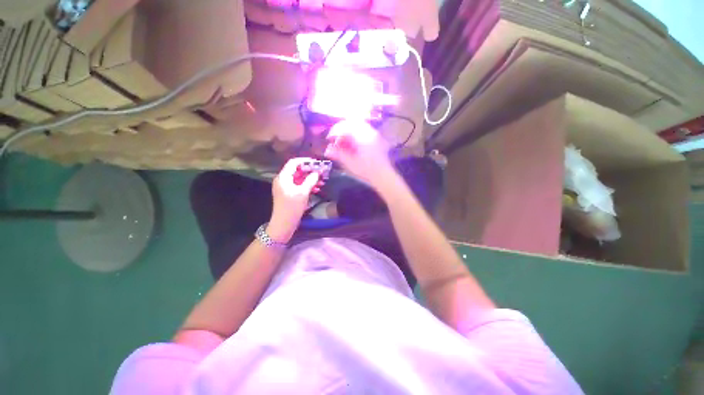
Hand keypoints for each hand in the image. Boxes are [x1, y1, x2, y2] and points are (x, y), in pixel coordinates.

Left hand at [268, 157, 323, 241]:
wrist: (283, 224)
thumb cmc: (292, 207)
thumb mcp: (303, 192)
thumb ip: (311, 180)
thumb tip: (317, 172)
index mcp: (283, 177)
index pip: (293, 163)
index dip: (305, 161)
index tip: (316, 163)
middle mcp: (283, 180)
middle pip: (297, 170)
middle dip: (310, 171)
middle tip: (321, 172)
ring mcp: (286, 187)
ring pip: (299, 179)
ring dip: (310, 179)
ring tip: (321, 181)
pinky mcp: (289, 194)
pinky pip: (299, 186)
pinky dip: (307, 185)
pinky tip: (317, 188)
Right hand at [324, 119, 394, 187]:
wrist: (384, 176)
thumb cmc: (367, 171)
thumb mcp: (350, 163)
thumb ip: (338, 154)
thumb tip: (327, 150)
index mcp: (362, 137)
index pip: (345, 126)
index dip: (335, 131)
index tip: (329, 139)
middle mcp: (369, 132)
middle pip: (352, 123)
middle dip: (341, 130)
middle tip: (335, 139)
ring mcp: (374, 135)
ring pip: (358, 127)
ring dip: (348, 132)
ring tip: (343, 144)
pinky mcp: (377, 140)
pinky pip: (363, 132)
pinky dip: (355, 136)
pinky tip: (352, 146)